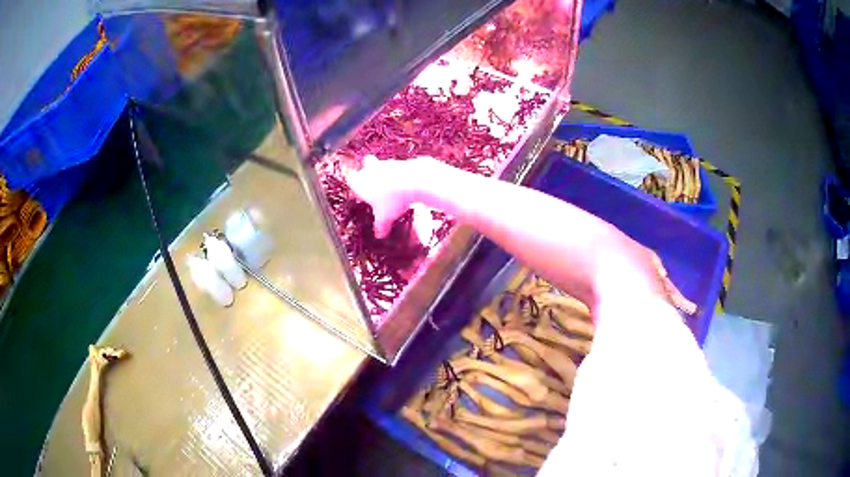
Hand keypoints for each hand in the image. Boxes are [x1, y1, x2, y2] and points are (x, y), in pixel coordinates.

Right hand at [347, 155, 428, 237]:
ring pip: (382, 164)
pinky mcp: (401, 160)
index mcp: (360, 182)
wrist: (414, 182)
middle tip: (374, 183)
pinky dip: (400, 173)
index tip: (360, 193)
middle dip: (368, 170)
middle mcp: (370, 169)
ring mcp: (386, 162)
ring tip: (393, 188)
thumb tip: (379, 235)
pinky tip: (405, 184)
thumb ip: (380, 225)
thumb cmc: (393, 200)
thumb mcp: (385, 217)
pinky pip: (398, 166)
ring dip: (386, 172)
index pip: (350, 179)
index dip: (354, 185)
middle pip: (365, 164)